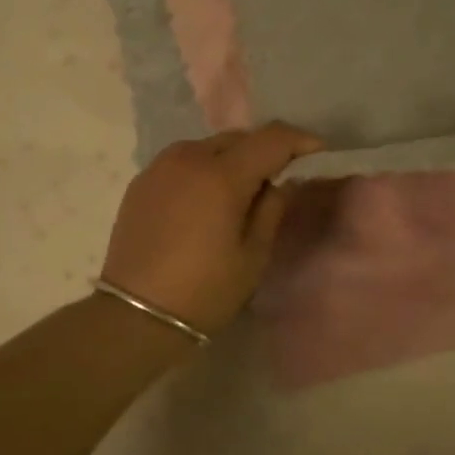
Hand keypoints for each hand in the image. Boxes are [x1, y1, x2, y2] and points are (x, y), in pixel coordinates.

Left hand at [99, 123, 323, 334]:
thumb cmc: (205, 291)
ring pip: (208, 146)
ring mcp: (160, 167)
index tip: (317, 152)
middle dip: (264, 150)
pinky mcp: (141, 182)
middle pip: (238, 138)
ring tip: (240, 190)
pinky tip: (206, 199)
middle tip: (279, 177)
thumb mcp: (253, 255)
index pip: (271, 138)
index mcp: (222, 175)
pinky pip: (182, 161)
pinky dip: (203, 169)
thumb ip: (271, 208)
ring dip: (231, 158)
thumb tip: (280, 182)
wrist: (136, 315)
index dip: (299, 140)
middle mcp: (189, 158)